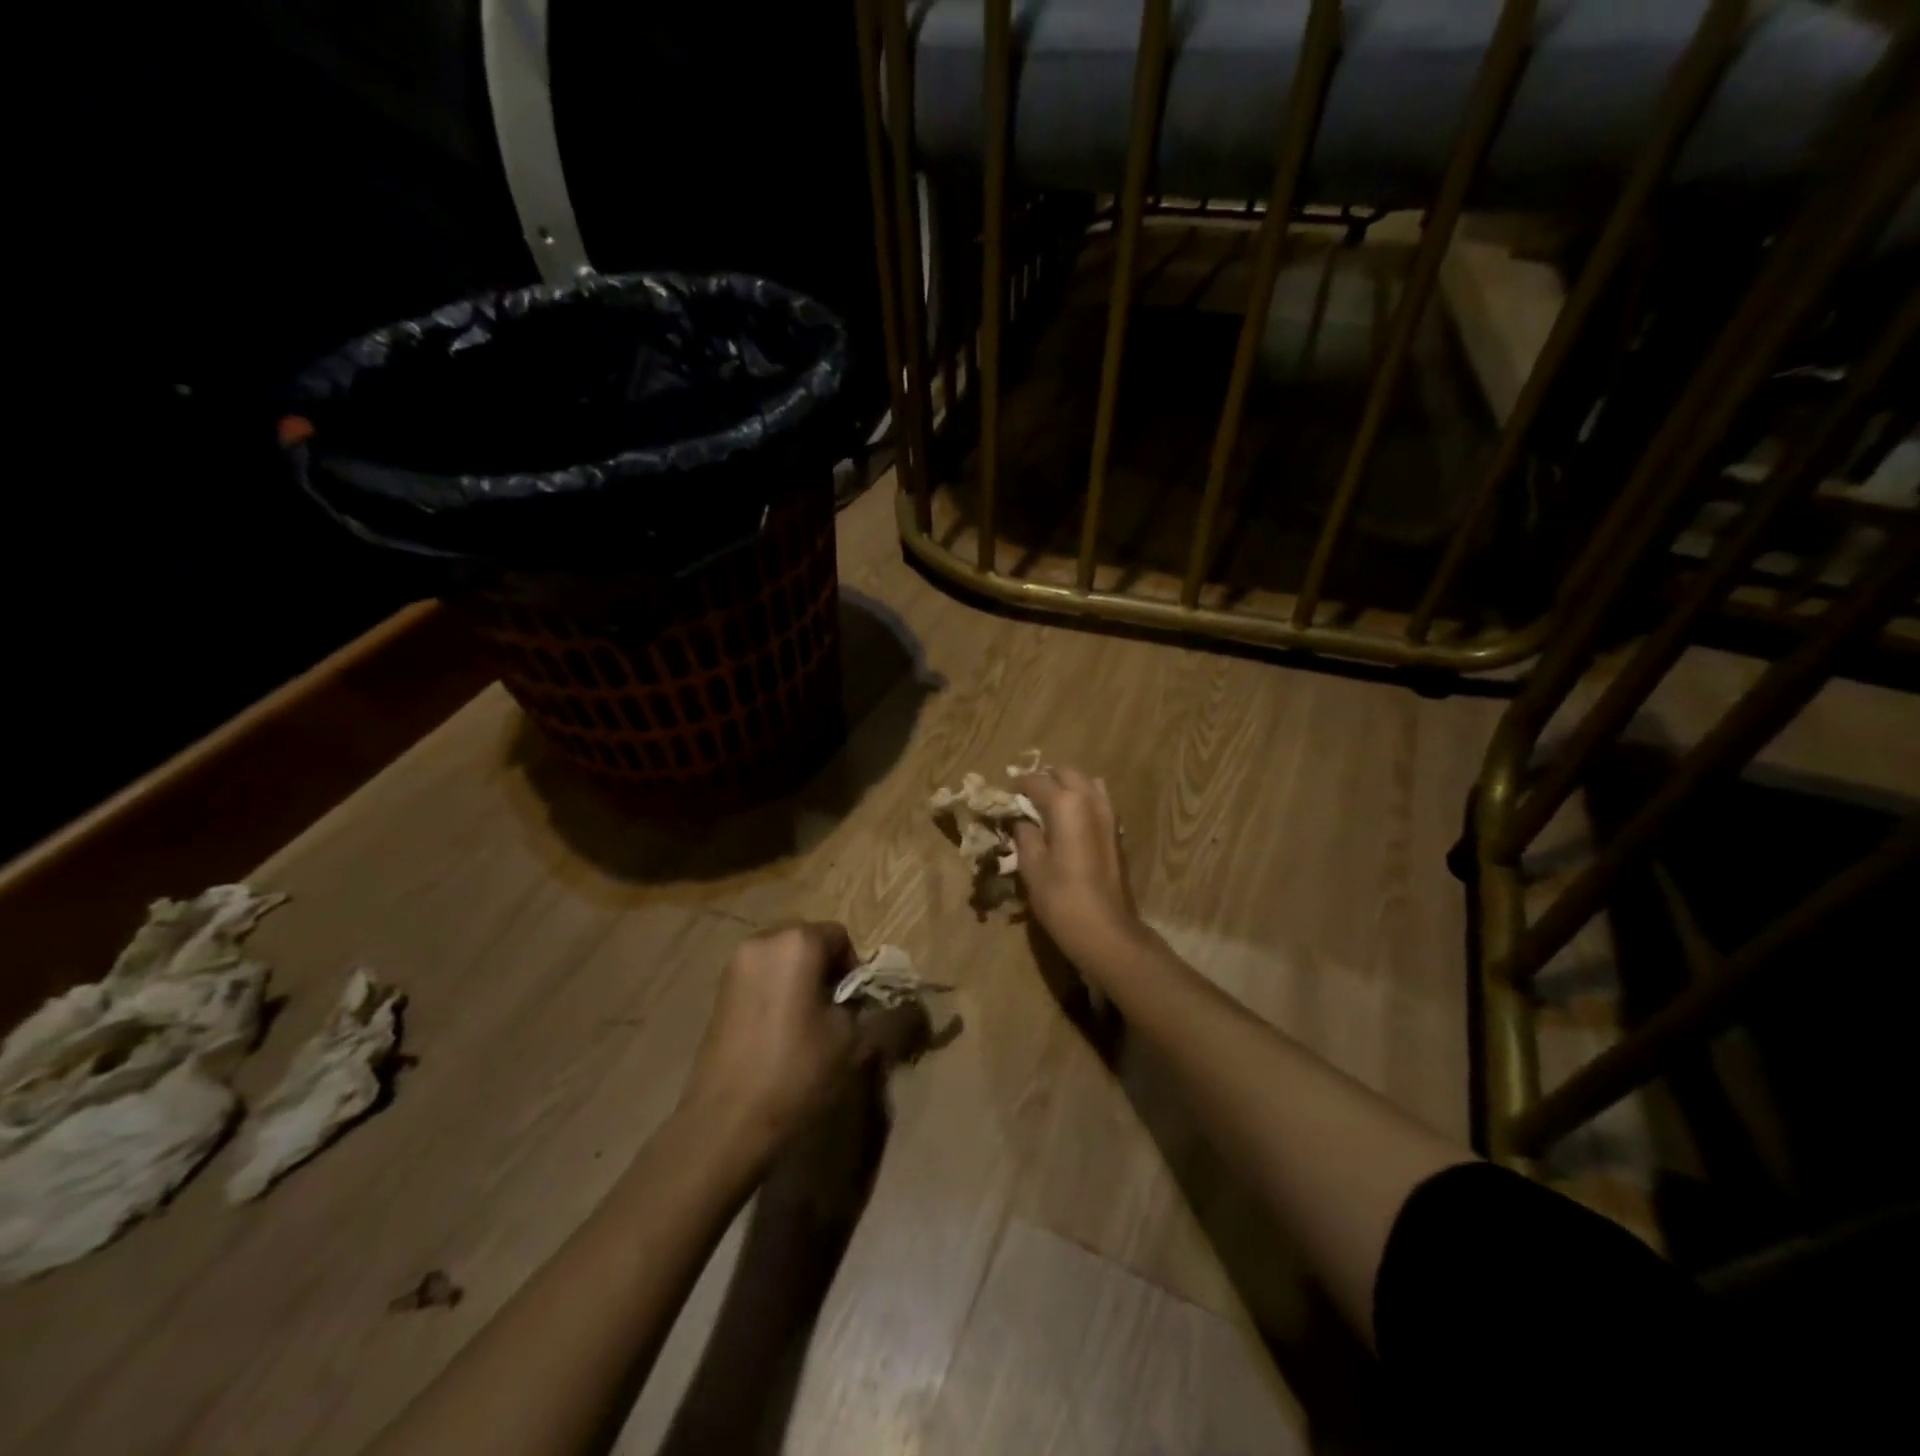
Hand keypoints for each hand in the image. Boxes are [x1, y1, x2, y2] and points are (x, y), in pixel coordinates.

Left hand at [681, 923, 866, 1159]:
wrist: (728, 1121)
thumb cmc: (796, 1071)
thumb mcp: (849, 1038)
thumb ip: (863, 1004)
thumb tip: (862, 997)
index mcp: (798, 943)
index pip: (840, 936)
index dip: (853, 968)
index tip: (856, 1004)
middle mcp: (763, 941)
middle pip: (807, 940)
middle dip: (824, 967)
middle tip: (833, 1009)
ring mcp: (735, 965)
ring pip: (781, 956)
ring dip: (798, 977)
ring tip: (805, 1020)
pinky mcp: (719, 990)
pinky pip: (759, 975)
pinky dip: (775, 989)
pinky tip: (778, 1028)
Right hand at [1011, 768, 1151, 982]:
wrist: (1106, 931)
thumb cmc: (1062, 898)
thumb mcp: (1031, 866)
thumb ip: (1024, 835)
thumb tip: (1021, 821)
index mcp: (1066, 804)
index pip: (1036, 781)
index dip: (1017, 786)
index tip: (1004, 797)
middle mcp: (1091, 800)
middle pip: (1066, 773)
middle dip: (1045, 780)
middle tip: (1025, 799)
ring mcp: (1109, 815)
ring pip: (1086, 784)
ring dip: (1066, 788)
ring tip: (1047, 809)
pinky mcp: (1117, 832)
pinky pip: (1097, 802)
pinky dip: (1081, 802)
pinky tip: (1067, 825)